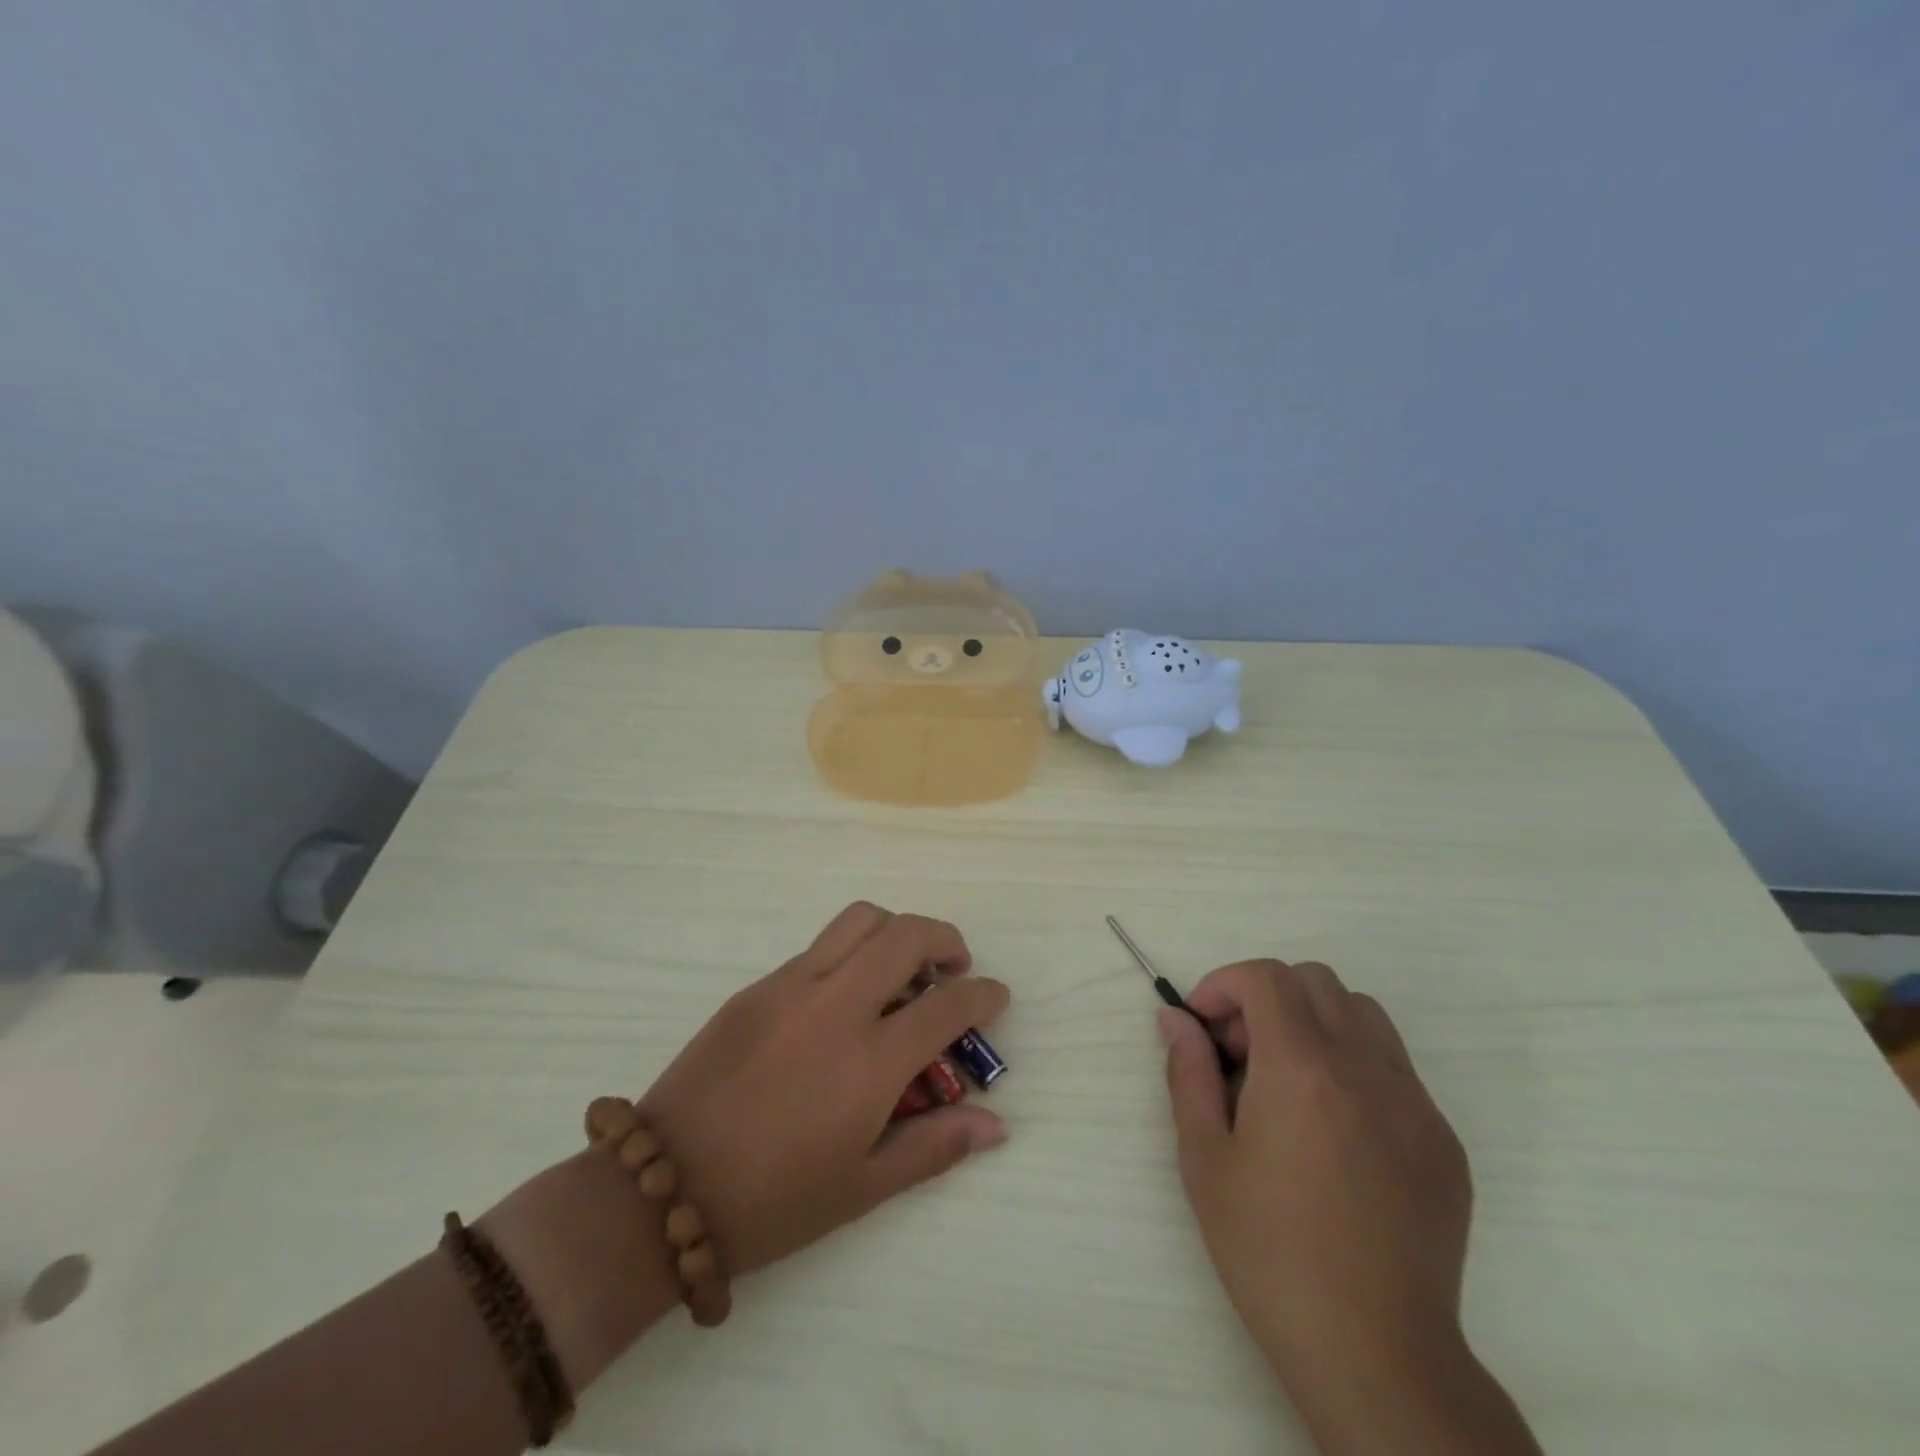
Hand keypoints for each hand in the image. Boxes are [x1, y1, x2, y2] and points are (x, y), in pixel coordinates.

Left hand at [635, 903, 1009, 1275]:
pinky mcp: (757, 985)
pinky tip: (846, 997)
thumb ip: (934, 1146)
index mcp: (870, 1061)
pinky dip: (851, 953)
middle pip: (907, 935)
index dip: (984, 994)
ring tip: (903, 967)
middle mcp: (836, 1005)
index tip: (996, 997)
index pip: (948, 1005)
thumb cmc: (772, 1201)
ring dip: (896, 931)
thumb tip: (996, 1124)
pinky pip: (819, 947)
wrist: (662, 1187)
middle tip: (954, 967)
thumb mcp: (862, 1187)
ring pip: (860, 920)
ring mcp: (792, 986)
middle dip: (946, 939)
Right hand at [1161, 960, 1525, 1452]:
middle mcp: (1365, 1068)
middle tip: (1242, 1055)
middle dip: (1267, 998)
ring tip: (1288, 1082)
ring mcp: (1415, 1103)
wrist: (1376, 1354)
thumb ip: (1188, 1072)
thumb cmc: (1270, 1252)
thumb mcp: (1205, 1158)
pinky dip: (1354, 1067)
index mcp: (1302, 1067)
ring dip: (1315, 1023)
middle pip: (1316, 981)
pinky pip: (1395, 1069)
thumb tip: (1176, 1019)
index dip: (1224, 983)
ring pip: (1363, 1015)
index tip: (1203, 1025)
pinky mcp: (1444, 1141)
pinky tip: (1334, 1132)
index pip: (1266, 977)